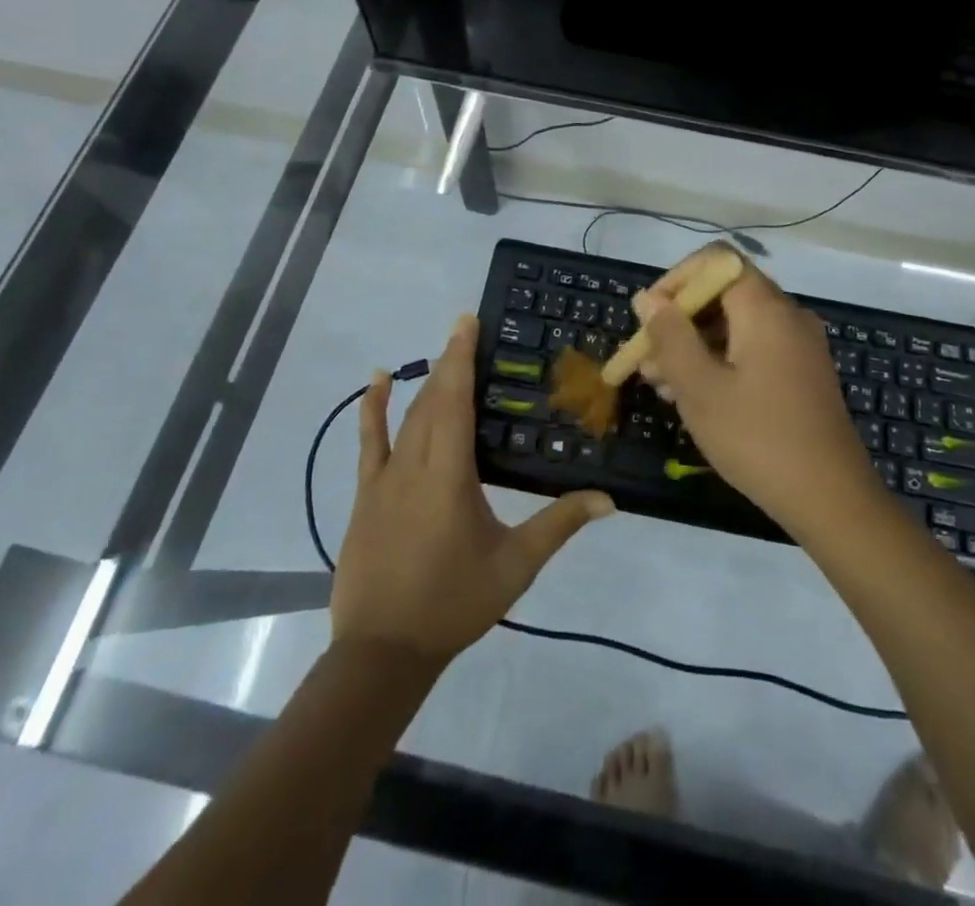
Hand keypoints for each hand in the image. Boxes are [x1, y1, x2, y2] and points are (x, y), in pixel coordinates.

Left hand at [331, 315, 614, 667]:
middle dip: (449, 361)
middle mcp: (414, 464)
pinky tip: (377, 381)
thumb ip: (560, 525)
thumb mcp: (515, 565)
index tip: (468, 323)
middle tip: (465, 328)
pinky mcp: (365, 494)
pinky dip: (372, 408)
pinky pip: (368, 442)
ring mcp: (384, 478)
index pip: (455, 402)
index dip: (461, 359)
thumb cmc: (454, 603)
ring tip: (443, 352)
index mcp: (450, 475)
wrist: (383, 651)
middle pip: (432, 401)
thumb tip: (608, 499)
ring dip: (425, 382)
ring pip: (407, 417)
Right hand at [633, 249, 880, 533]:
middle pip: (724, 294)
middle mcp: (787, 315)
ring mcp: (800, 345)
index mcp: (765, 308)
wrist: (831, 498)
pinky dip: (721, 361)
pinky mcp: (803, 373)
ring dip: (696, 345)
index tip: (650, 317)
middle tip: (647, 359)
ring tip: (660, 383)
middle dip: (680, 320)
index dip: (676, 280)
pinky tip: (695, 396)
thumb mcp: (700, 387)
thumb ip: (670, 336)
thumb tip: (647, 298)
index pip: (716, 261)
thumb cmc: (757, 438)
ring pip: (737, 326)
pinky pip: (755, 349)